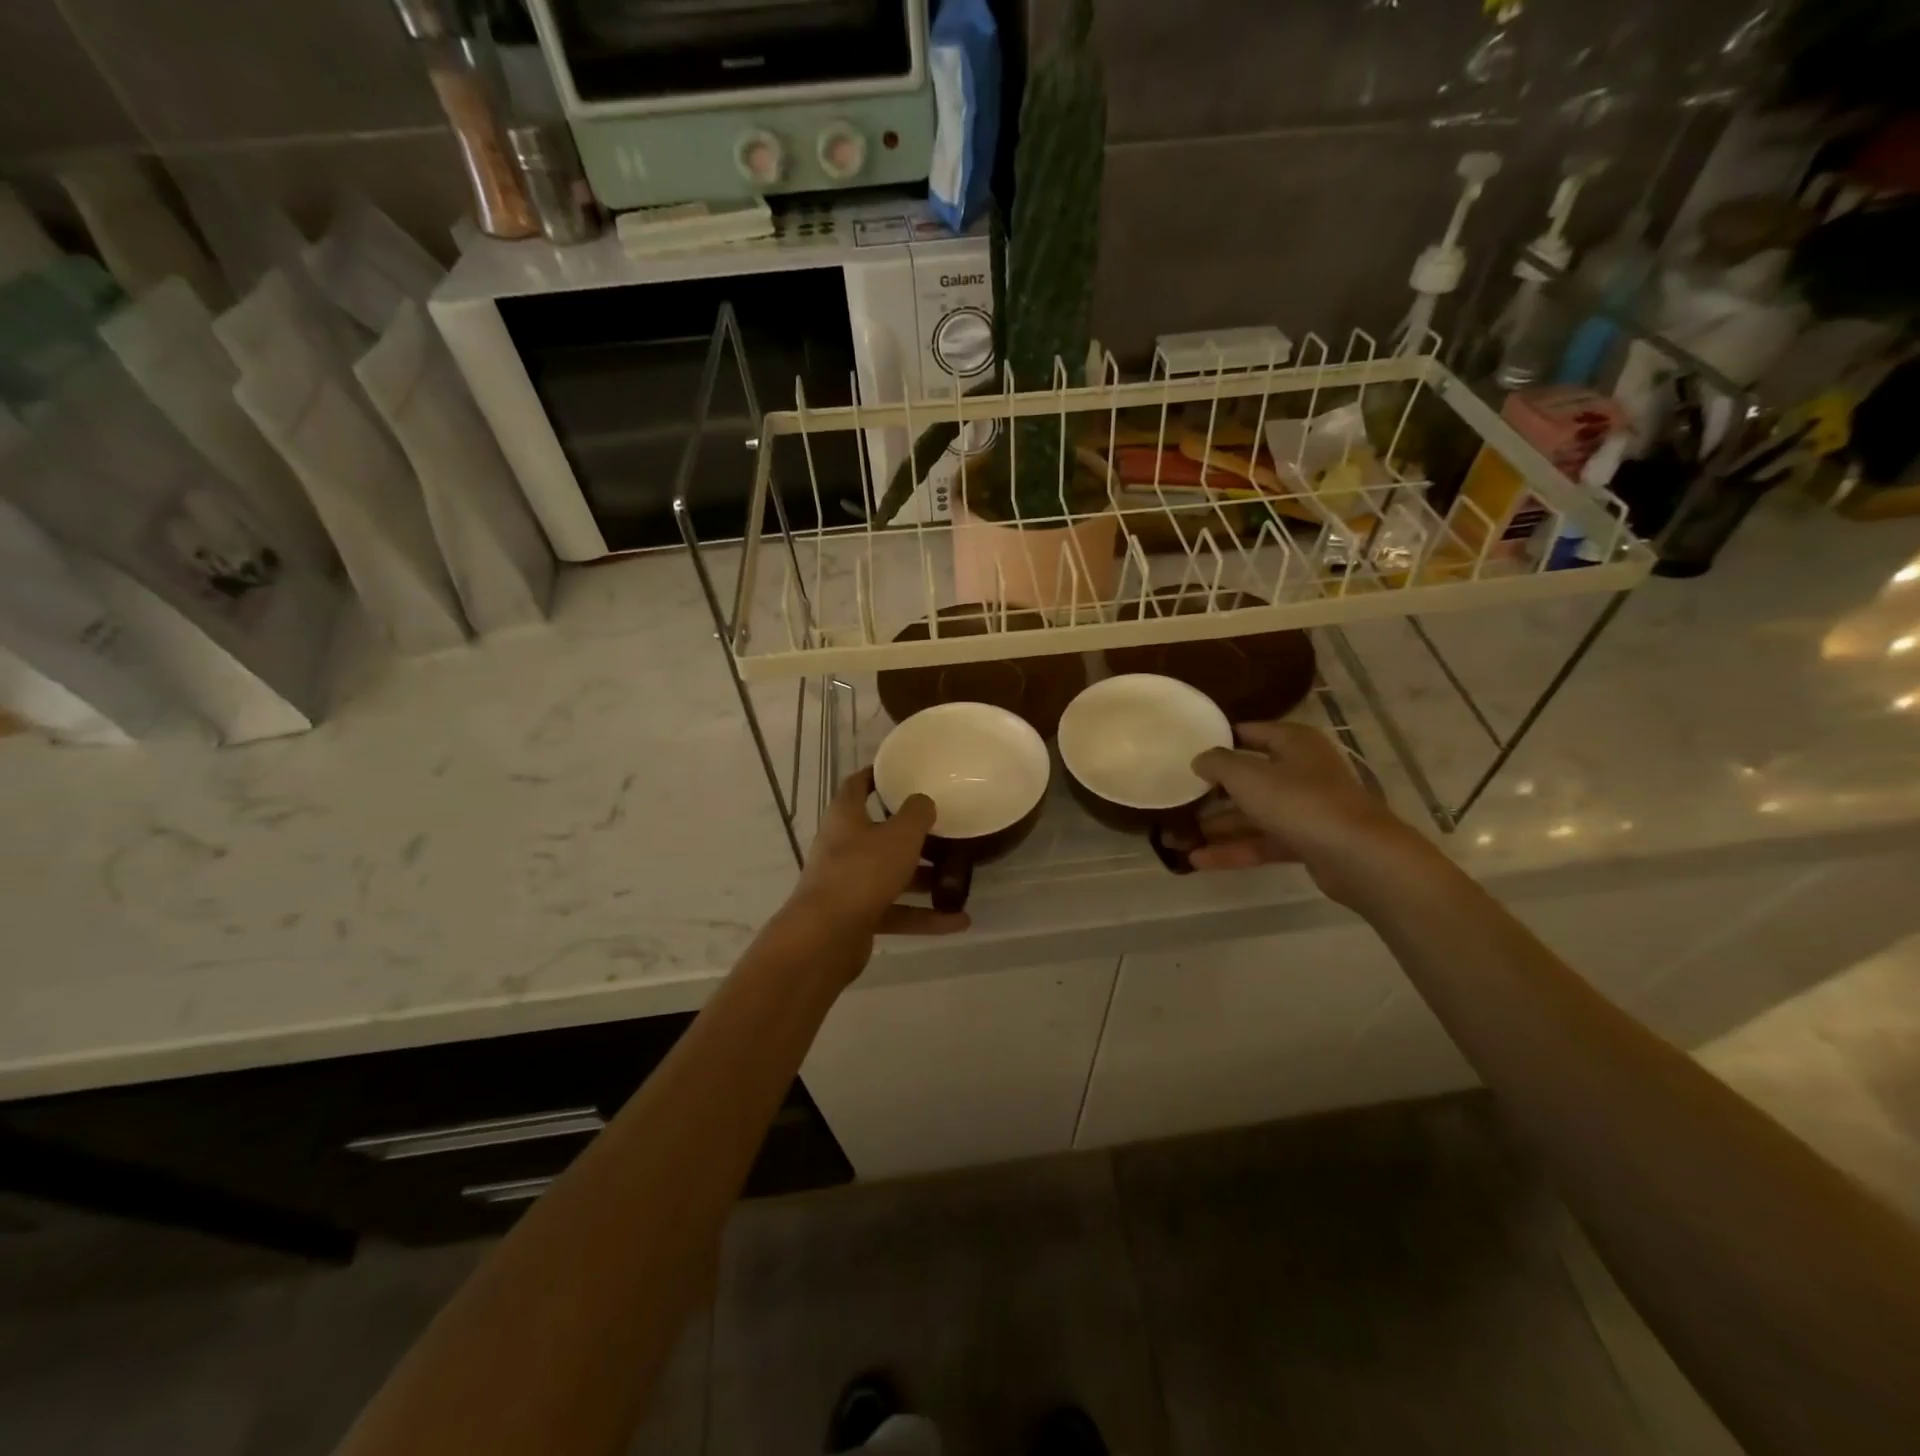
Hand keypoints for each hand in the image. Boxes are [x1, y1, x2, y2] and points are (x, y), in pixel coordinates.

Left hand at [788, 768, 969, 939]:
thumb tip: (922, 802)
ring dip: (922, 879)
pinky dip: (923, 916)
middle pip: (877, 834)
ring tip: (958, 879)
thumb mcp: (900, 835)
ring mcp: (847, 884)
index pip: (856, 786)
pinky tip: (957, 921)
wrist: (826, 936)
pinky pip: (895, 911)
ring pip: (890, 876)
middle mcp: (842, 847)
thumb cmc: (863, 870)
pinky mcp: (856, 917)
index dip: (875, 776)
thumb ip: (916, 814)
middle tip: (942, 829)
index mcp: (845, 817)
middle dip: (910, 835)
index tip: (899, 772)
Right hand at [1188, 721, 1430, 905]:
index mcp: (1293, 743)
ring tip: (1179, 836)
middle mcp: (1302, 771)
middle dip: (1213, 790)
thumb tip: (1200, 759)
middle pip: (1250, 777)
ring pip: (1254, 813)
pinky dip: (1234, 850)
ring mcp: (1306, 808)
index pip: (1251, 732)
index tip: (1188, 750)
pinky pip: (1263, 841)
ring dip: (1219, 825)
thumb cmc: (1299, 801)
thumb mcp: (1247, 775)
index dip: (1220, 739)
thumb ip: (1217, 763)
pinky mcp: (1307, 842)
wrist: (1357, 856)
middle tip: (1178, 797)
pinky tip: (1199, 860)